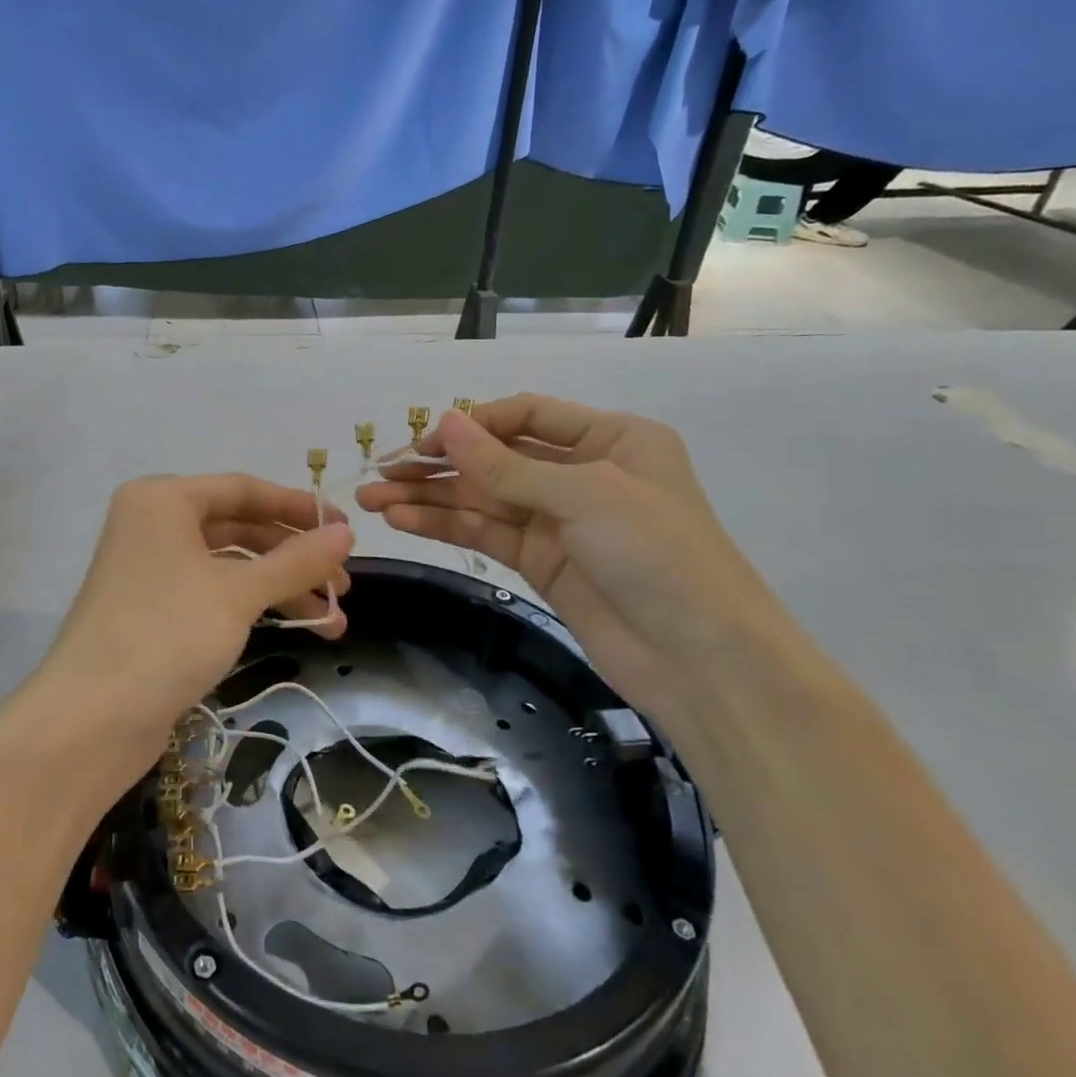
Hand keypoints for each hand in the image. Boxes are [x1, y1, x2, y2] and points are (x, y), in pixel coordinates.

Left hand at [33, 474, 353, 782]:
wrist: (91, 718)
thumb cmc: (167, 634)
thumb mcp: (239, 593)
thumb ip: (297, 560)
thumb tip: (346, 532)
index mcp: (163, 499)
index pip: (243, 489)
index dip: (297, 508)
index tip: (346, 530)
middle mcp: (152, 524)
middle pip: (238, 527)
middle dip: (294, 556)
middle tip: (342, 586)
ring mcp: (149, 568)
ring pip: (229, 565)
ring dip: (281, 587)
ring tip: (333, 621)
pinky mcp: (152, 609)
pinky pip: (212, 592)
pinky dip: (252, 605)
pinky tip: (294, 628)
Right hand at [356, 396, 796, 725]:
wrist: (702, 662)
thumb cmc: (657, 555)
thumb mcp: (584, 496)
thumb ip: (505, 465)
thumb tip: (445, 423)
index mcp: (611, 439)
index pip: (526, 414)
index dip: (473, 424)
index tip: (424, 443)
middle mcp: (582, 473)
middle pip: (496, 458)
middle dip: (439, 464)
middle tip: (381, 473)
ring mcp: (559, 521)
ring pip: (482, 498)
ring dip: (429, 497)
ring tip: (373, 499)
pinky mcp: (541, 562)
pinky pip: (485, 532)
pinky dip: (445, 525)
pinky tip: (402, 520)